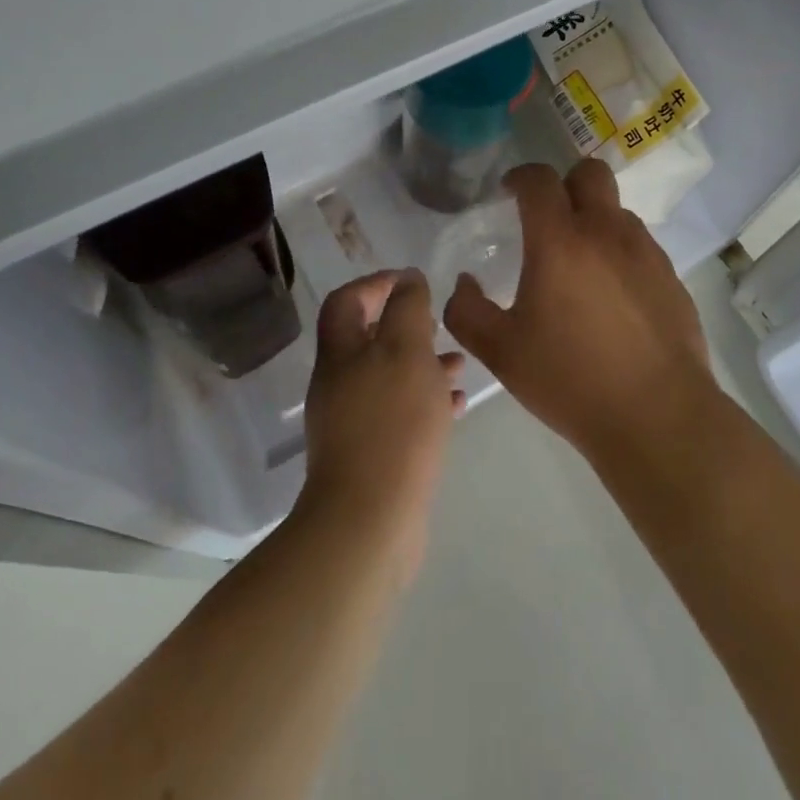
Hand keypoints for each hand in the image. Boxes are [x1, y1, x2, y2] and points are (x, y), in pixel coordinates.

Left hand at [296, 270, 465, 580]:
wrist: (370, 520)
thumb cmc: (392, 423)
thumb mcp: (406, 350)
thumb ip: (408, 308)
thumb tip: (407, 279)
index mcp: (339, 353)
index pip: (346, 300)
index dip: (376, 283)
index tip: (413, 282)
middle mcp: (339, 383)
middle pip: (369, 339)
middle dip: (407, 326)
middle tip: (439, 324)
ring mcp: (352, 422)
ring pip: (389, 377)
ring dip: (422, 364)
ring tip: (459, 364)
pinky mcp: (371, 454)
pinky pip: (399, 414)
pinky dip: (426, 402)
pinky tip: (456, 405)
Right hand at [442, 161, 714, 458]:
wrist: (657, 417)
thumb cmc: (570, 380)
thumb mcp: (500, 352)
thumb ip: (467, 312)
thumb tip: (464, 283)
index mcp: (559, 241)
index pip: (539, 179)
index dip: (521, 177)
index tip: (509, 192)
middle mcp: (606, 232)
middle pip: (590, 173)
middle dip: (565, 183)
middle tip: (549, 217)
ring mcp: (645, 252)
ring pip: (617, 211)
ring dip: (595, 220)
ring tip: (580, 265)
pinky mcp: (671, 277)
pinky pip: (640, 246)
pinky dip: (620, 253)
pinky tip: (612, 298)